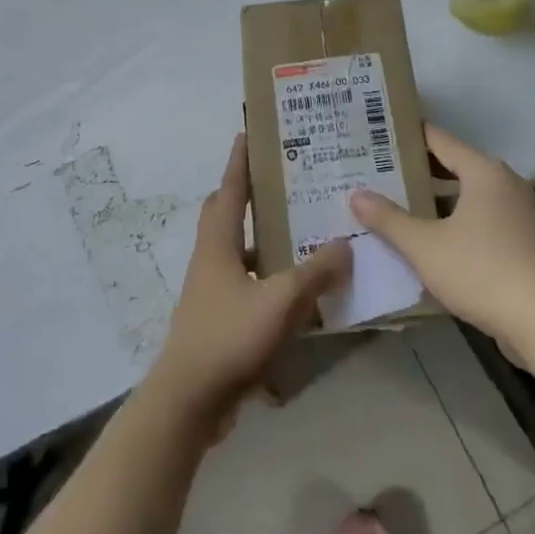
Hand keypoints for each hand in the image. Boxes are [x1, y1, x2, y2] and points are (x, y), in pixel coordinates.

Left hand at [148, 134, 350, 427]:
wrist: (188, 401)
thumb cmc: (229, 337)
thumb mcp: (281, 301)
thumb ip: (316, 272)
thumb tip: (346, 243)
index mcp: (218, 243)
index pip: (229, 190)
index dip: (239, 161)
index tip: (248, 133)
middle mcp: (210, 259)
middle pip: (225, 214)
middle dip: (247, 194)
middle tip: (281, 181)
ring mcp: (210, 291)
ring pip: (237, 250)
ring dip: (261, 238)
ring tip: (297, 231)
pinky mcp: (216, 319)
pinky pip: (244, 283)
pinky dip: (266, 278)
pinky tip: (294, 291)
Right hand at [350, 123, 534, 349]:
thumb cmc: (480, 271)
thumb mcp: (424, 246)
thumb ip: (388, 219)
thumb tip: (356, 194)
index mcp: (484, 172)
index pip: (440, 140)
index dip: (410, 136)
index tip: (381, 135)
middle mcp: (507, 183)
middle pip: (457, 165)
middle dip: (421, 170)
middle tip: (383, 172)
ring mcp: (523, 212)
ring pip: (472, 194)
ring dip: (441, 198)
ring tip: (404, 204)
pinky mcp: (528, 240)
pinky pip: (487, 216)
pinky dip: (462, 218)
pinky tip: (438, 238)